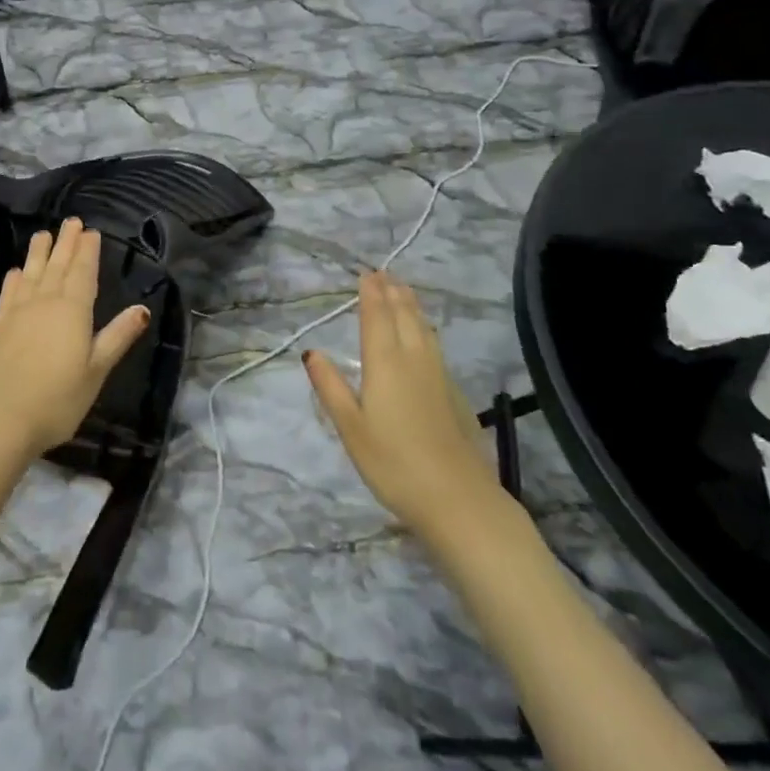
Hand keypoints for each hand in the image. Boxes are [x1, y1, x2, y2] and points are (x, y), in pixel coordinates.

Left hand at [0, 217, 150, 461]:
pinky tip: (15, 273)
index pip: (82, 272)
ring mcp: (13, 314)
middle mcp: (42, 303)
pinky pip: (7, 293)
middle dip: (65, 243)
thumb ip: (117, 337)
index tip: (90, 231)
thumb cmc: (54, 401)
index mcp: (72, 311)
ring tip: (42, 234)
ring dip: (38, 253)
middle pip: (56, 266)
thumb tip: (142, 308)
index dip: (87, 251)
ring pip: (29, 274)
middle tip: (71, 221)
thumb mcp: (95, 372)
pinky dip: (14, 279)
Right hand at [304, 271, 526, 547]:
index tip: (366, 273)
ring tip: (403, 290)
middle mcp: (414, 359)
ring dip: (411, 304)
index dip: (371, 293)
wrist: (457, 498)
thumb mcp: (351, 428)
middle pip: (403, 315)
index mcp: (385, 363)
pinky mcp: (453, 392)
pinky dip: (425, 327)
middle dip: (392, 291)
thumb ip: (331, 387)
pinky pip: (435, 344)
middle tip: (384, 272)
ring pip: (423, 327)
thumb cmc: (393, 464)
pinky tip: (425, 334)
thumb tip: (311, 352)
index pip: (377, 316)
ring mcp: (438, 374)